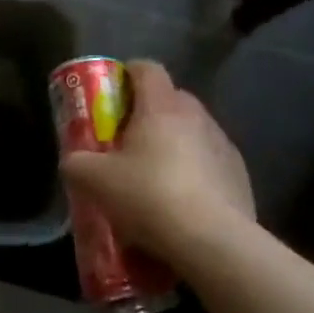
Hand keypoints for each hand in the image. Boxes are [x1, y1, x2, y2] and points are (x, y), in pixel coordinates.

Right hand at [58, 59, 254, 265]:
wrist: (214, 243)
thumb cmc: (150, 196)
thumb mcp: (95, 181)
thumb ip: (76, 163)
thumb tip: (73, 160)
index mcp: (161, 105)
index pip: (146, 68)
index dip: (127, 74)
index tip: (111, 93)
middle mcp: (196, 115)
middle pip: (170, 99)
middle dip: (148, 114)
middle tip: (126, 141)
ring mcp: (223, 144)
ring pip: (192, 132)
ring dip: (174, 145)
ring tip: (155, 179)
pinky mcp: (240, 176)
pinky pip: (211, 163)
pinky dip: (196, 174)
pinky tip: (182, 205)